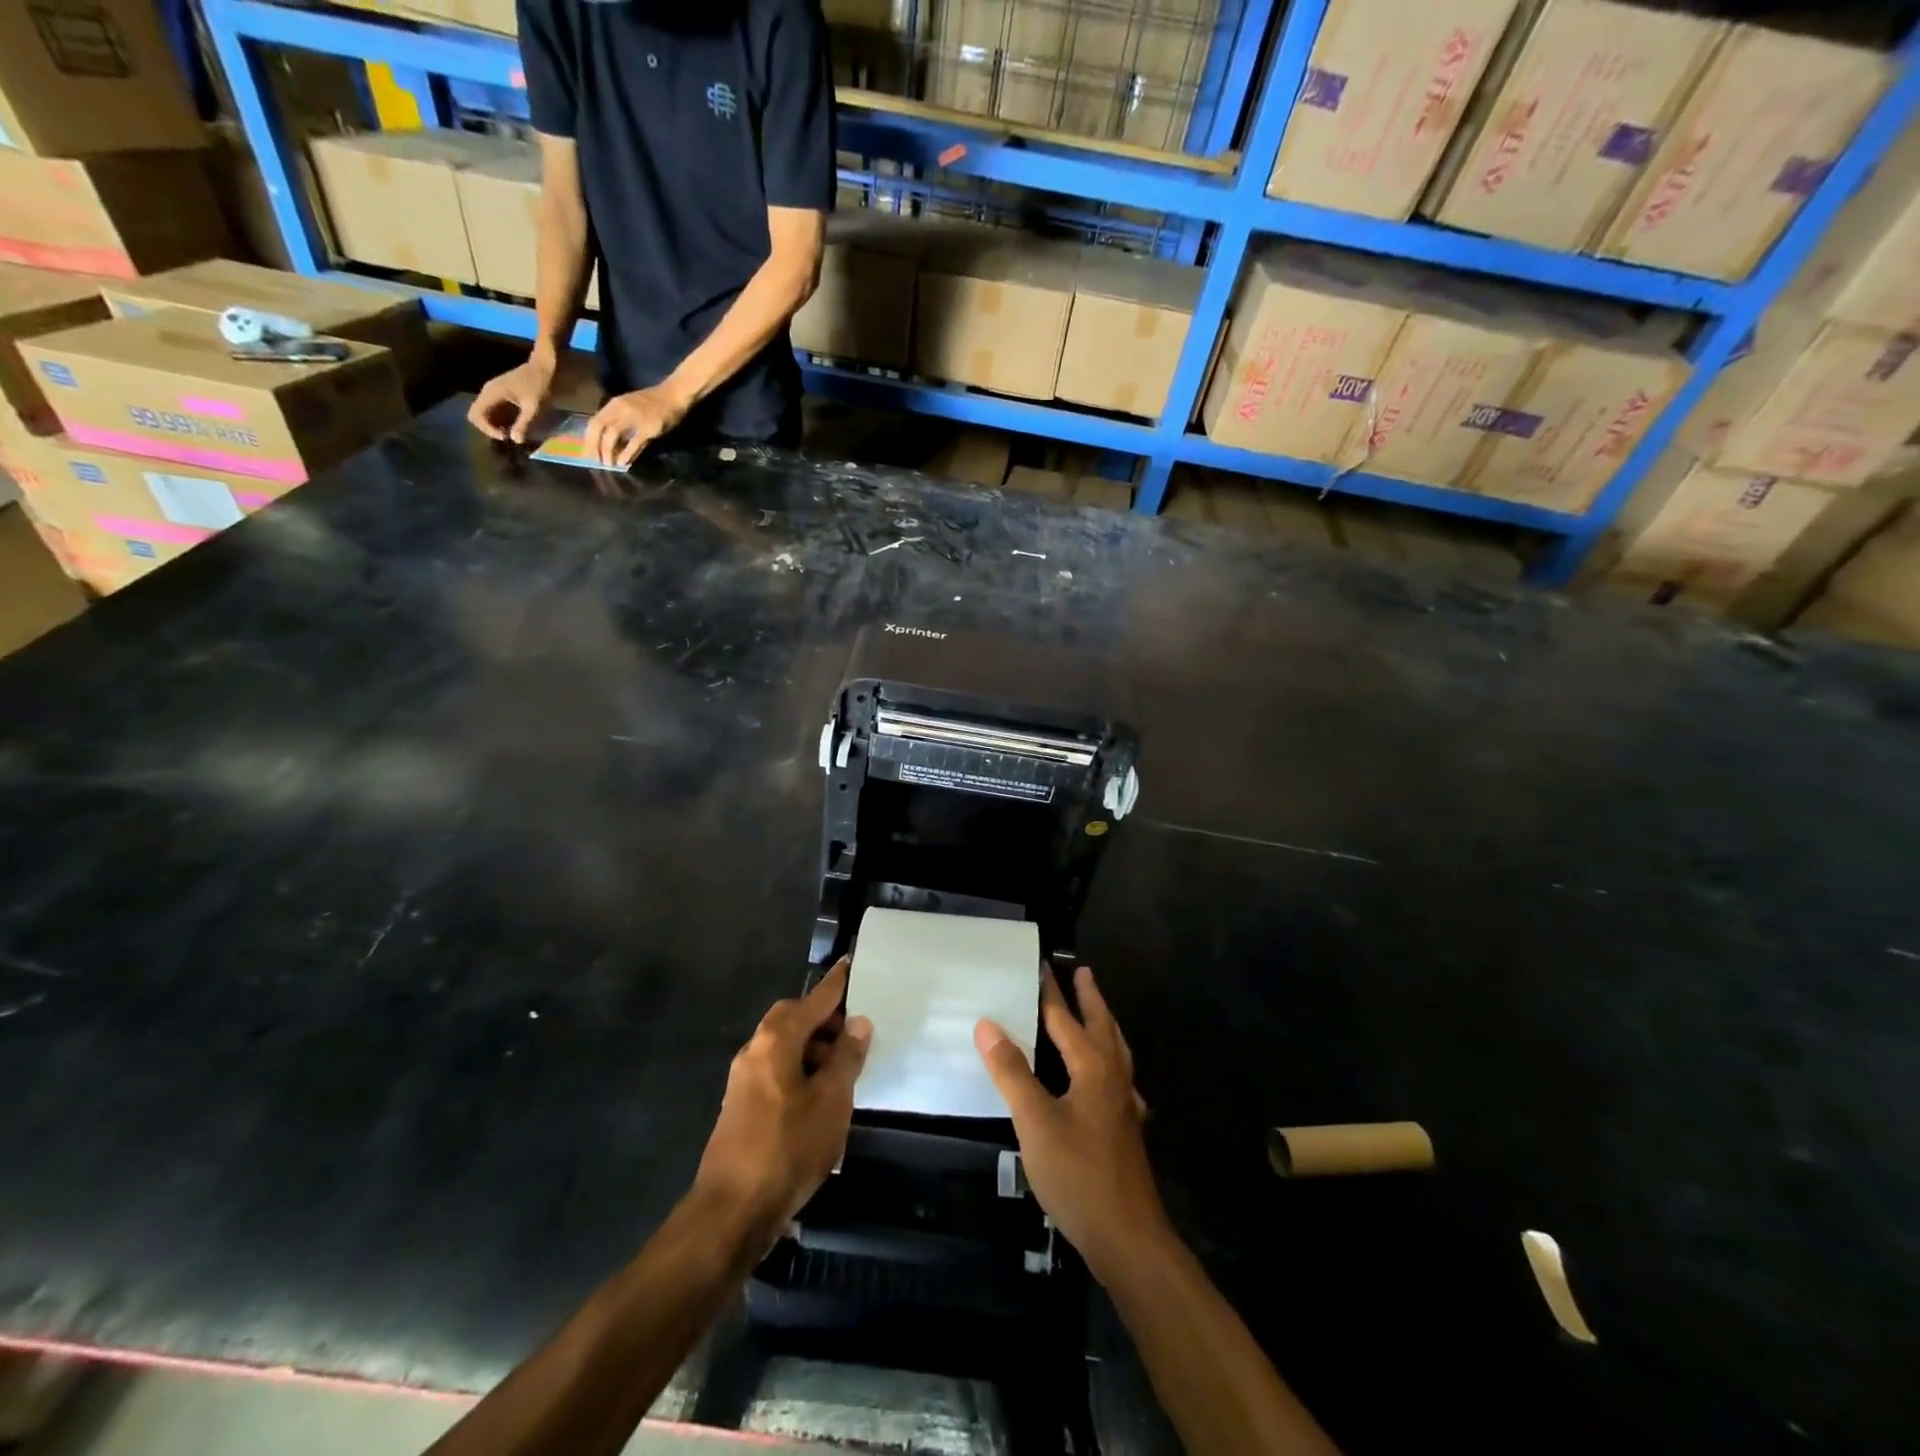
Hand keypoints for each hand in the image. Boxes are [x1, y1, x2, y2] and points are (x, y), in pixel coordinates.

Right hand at [467, 354, 555, 442]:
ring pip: (484, 413)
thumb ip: (524, 423)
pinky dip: (499, 420)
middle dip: (489, 428)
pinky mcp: (499, 394)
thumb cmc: (539, 386)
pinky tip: (513, 425)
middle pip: (476, 414)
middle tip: (508, 436)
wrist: (543, 368)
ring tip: (512, 432)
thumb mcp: (534, 407)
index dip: (486, 428)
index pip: (475, 414)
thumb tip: (515, 440)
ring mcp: (492, 392)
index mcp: (491, 393)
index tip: (505, 436)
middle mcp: (487, 392)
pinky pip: (492, 410)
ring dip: (494, 425)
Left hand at [585, 382, 691, 466]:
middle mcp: (619, 409)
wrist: (673, 396)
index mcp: (614, 405)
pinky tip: (623, 463)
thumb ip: (621, 423)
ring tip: (608, 465)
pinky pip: (633, 442)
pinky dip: (626, 453)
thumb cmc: (653, 404)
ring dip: (607, 451)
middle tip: (596, 462)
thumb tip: (613, 445)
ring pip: (612, 434)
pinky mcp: (647, 428)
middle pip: (599, 428)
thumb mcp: (631, 409)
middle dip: (594, 446)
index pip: (594, 422)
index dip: (588, 439)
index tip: (588, 454)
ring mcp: (633, 418)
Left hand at [693, 959, 870, 1251]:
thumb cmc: (788, 1147)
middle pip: (794, 1019)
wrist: (731, 1212)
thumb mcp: (831, 1100)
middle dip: (825, 1019)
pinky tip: (822, 1097)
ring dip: (814, 1048)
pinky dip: (801, 1071)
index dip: (837, 984)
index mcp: (776, 1039)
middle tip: (856, 1028)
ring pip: (785, 1047)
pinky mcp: (742, 1107)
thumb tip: (857, 1022)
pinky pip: (778, 1071)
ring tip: (846, 1066)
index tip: (851, 963)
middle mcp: (755, 1050)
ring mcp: (744, 1080)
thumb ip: (846, 1057)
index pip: (814, 999)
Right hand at [976, 966, 1171, 1281]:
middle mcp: (1113, 1077)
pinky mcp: (1127, 1128)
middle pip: (1101, 1026)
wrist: (1127, 1237)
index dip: (1052, 993)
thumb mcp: (1035, 1121)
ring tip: (1096, 1012)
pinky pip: (1120, 1077)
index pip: (1065, 1020)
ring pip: (1116, 1050)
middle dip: (1089, 998)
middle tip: (1082, 972)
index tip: (1043, 965)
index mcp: (1092, 1068)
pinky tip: (1106, 1078)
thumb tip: (987, 1024)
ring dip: (1104, 1024)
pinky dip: (1111, 1061)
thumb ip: (1011, 1071)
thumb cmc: (1077, 1174)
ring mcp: (1125, 1104)